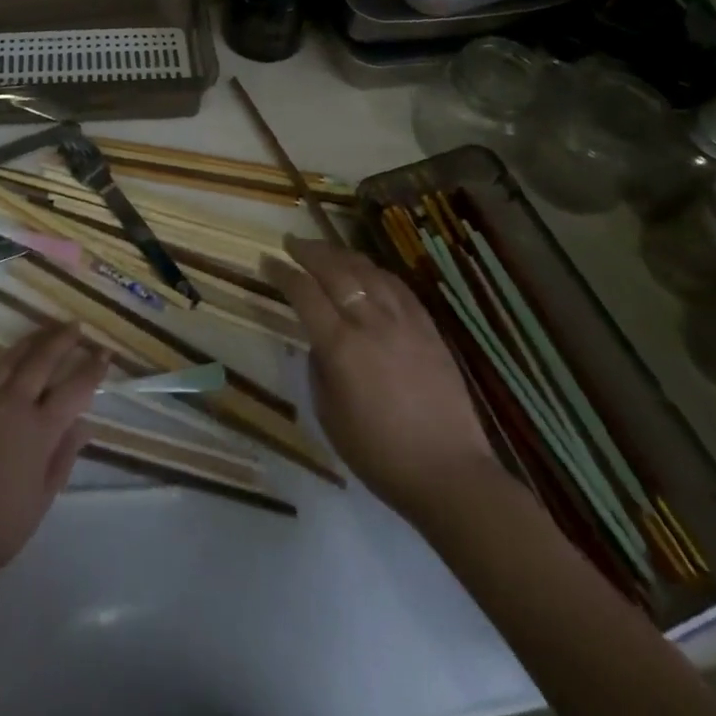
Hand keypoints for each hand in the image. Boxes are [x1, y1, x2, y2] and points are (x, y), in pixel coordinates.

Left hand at [0, 323, 106, 593]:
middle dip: (62, 340)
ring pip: (8, 359)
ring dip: (29, 340)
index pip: (75, 390)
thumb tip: (84, 425)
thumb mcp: (40, 502)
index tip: (105, 353)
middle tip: (75, 325)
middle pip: (42, 361)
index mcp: (40, 430)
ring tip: (42, 329)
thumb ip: (63, 459)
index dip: (92, 369)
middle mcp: (13, 405)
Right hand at [264, 235, 492, 519]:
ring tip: (326, 250)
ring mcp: (403, 322)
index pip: (304, 293)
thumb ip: (319, 369)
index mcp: (340, 346)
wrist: (448, 474)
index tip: (266, 261)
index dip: (282, 273)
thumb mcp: (329, 415)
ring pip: (368, 271)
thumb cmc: (379, 454)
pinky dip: (377, 272)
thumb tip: (319, 341)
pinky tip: (369, 271)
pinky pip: (399, 287)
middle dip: (309, 251)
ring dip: (342, 255)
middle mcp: (370, 323)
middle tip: (291, 242)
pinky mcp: (429, 329)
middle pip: (335, 270)